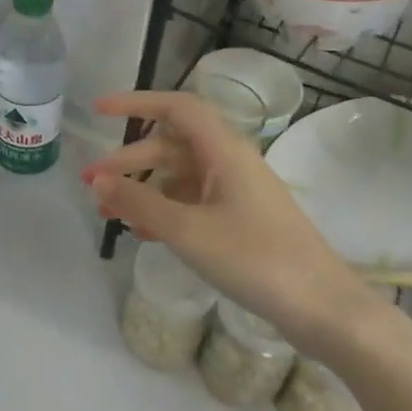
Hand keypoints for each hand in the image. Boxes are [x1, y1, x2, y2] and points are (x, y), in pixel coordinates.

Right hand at [81, 91, 379, 348]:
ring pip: (179, 177)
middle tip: (90, 184)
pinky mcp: (241, 220)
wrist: (321, 307)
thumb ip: (139, 203)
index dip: (136, 103)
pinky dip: (164, 211)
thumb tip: (100, 180)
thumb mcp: (188, 231)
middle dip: (127, 161)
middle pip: (170, 147)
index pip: (177, 108)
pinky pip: (193, 203)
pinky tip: (144, 233)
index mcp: (225, 151)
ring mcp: (237, 192)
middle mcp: (231, 163)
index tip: (98, 111)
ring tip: (109, 213)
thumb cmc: (255, 259)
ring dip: (142, 190)